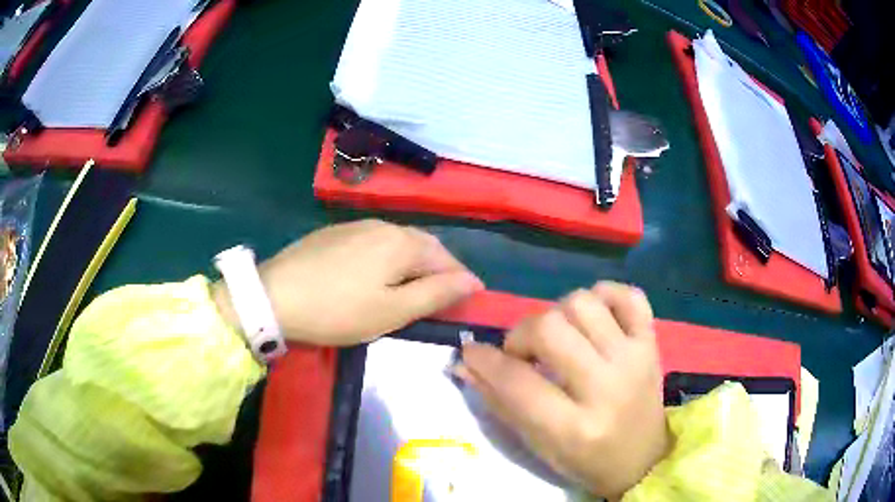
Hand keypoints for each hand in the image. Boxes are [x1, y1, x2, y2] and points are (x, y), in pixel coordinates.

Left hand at [213, 220, 482, 345]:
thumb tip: (472, 281)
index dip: (461, 278)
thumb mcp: (392, 310)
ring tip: (414, 285)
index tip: (473, 296)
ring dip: (414, 262)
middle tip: (445, 293)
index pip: (445, 258)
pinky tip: (378, 273)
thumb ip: (436, 294)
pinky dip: (388, 258)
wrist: (274, 296)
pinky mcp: (334, 233)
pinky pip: (374, 242)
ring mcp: (355, 226)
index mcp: (401, 242)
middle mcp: (383, 225)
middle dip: (439, 268)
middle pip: (423, 245)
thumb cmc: (339, 310)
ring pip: (398, 242)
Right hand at [456, 282, 668, 499]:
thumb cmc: (585, 460)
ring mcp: (635, 358)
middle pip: (550, 329)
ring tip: (560, 338)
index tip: (472, 353)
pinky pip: (628, 295)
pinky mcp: (652, 342)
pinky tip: (595, 319)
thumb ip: (500, 403)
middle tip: (524, 353)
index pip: (517, 382)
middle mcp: (608, 387)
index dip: (485, 361)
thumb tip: (467, 363)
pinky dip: (605, 296)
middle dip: (522, 335)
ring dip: (559, 314)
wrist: (643, 457)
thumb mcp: (538, 445)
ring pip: (584, 303)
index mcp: (575, 428)